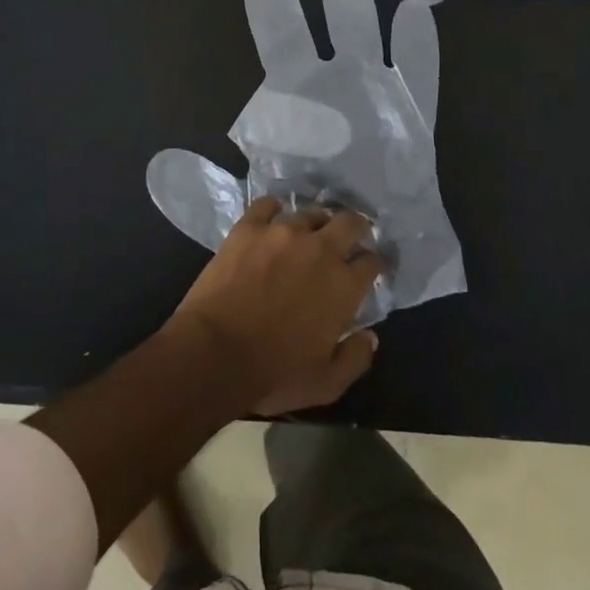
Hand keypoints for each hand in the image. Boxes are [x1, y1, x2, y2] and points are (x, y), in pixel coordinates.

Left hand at [167, 197, 383, 416]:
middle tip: (349, 236)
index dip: (374, 263)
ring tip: (309, 231)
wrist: (215, 352)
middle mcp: (320, 249)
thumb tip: (370, 337)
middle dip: (355, 227)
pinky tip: (272, 218)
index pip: (371, 261)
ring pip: (309, 213)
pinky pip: (267, 205)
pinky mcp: (249, 227)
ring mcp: (283, 232)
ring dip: (315, 222)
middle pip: (349, 222)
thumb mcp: (325, 384)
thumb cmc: (274, 373)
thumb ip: (354, 359)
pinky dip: (274, 209)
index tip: (370, 267)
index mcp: (343, 285)